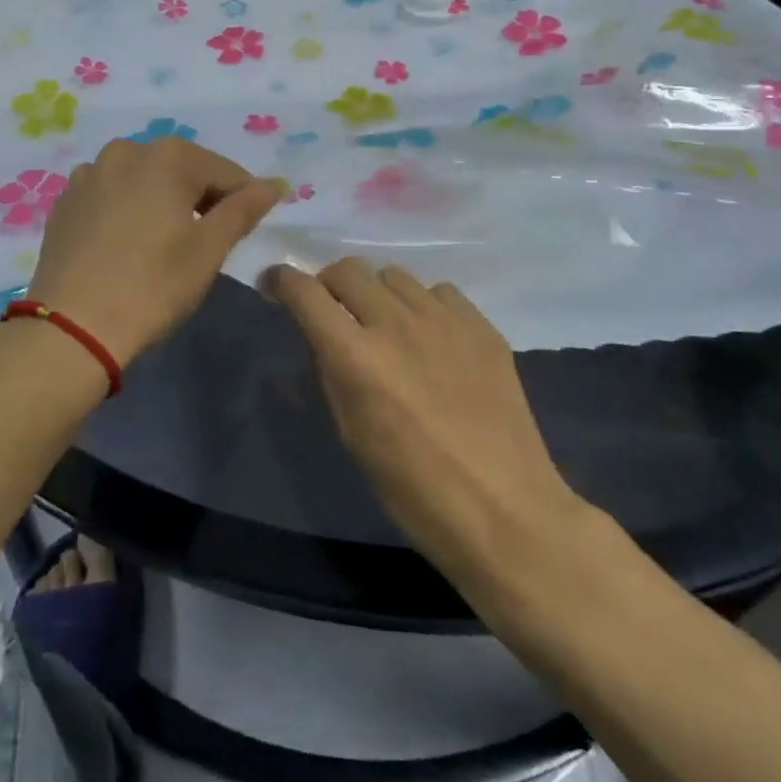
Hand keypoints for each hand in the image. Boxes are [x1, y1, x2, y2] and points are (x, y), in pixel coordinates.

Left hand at [27, 138, 282, 368]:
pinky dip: (126, 210)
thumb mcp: (209, 249)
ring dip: (160, 202)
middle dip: (199, 199)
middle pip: (181, 170)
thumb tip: (276, 183)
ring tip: (161, 245)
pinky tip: (125, 245)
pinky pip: (110, 195)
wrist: (72, 327)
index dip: (242, 202)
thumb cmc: (153, 286)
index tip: (242, 236)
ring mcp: (89, 174)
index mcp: (168, 156)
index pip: (226, 172)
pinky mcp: (65, 201)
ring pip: (143, 181)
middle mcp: (125, 151)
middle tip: (203, 245)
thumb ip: (245, 209)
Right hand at [268, 258, 587, 596]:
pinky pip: (439, 291)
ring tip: (387, 327)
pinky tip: (431, 338)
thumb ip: (333, 372)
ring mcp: (444, 320)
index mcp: (356, 356)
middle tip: (333, 311)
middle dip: (328, 284)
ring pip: (393, 275)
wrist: (505, 511)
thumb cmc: (413, 488)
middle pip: (348, 269)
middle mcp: (396, 324)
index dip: (282, 281)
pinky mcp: (482, 327)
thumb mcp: (351, 433)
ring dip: (377, 294)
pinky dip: (423, 305)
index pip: (306, 292)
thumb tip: (324, 335)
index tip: (275, 285)